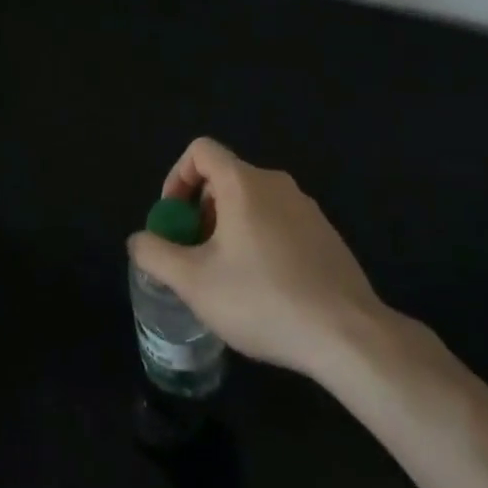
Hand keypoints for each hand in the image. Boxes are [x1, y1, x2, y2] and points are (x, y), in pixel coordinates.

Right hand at [128, 137, 394, 377]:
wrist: (349, 336)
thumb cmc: (263, 299)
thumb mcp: (194, 282)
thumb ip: (156, 254)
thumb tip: (139, 239)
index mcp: (243, 182)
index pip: (200, 151)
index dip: (177, 178)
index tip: (174, 219)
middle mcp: (275, 183)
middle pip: (225, 178)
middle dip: (200, 212)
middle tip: (195, 256)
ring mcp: (306, 209)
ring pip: (253, 204)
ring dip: (229, 229)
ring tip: (227, 278)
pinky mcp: (327, 236)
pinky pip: (280, 224)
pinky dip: (260, 243)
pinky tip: (265, 291)